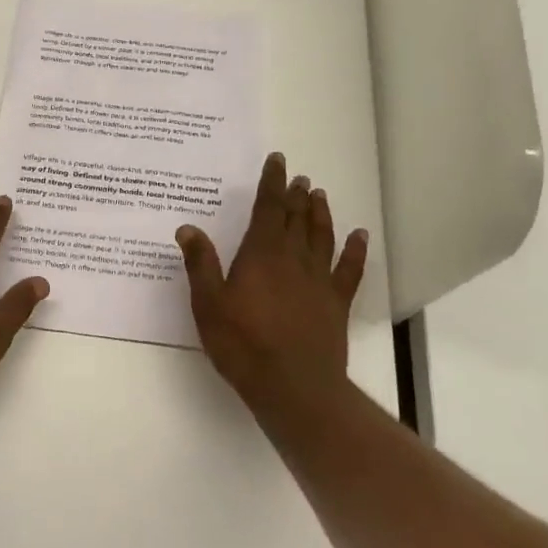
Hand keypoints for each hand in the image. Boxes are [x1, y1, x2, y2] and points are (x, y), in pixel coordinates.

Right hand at [177, 152, 367, 398]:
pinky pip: (349, 269)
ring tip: (319, 194)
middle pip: (296, 218)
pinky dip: (354, 250)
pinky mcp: (336, 303)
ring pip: (322, 236)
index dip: (272, 183)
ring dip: (320, 213)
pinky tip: (359, 236)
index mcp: (261, 254)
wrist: (293, 385)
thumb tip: (188, 228)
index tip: (278, 161)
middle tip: (298, 177)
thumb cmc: (243, 344)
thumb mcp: (208, 304)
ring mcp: (319, 280)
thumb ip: (200, 264)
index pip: (269, 208)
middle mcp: (293, 258)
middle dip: (296, 195)